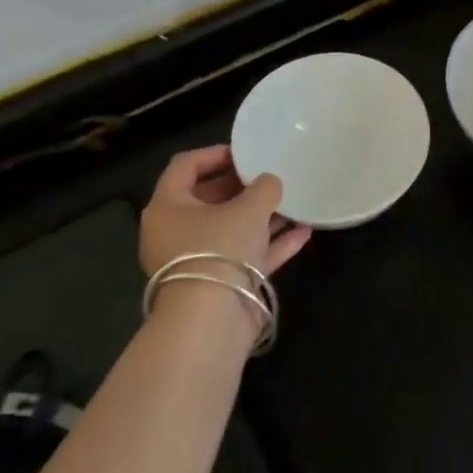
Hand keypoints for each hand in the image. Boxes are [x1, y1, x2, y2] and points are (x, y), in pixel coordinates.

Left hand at [139, 145, 311, 278]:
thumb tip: (270, 182)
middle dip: (243, 187)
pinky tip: (303, 232)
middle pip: (209, 199)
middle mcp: (176, 232)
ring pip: (231, 229)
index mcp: (168, 207)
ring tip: (293, 201)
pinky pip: (246, 255)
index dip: (215, 153)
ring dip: (262, 216)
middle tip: (271, 175)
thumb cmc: (219, 248)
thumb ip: (264, 188)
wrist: (212, 319)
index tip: (247, 152)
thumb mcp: (248, 208)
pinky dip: (271, 243)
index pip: (185, 166)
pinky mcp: (219, 284)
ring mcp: (197, 260)